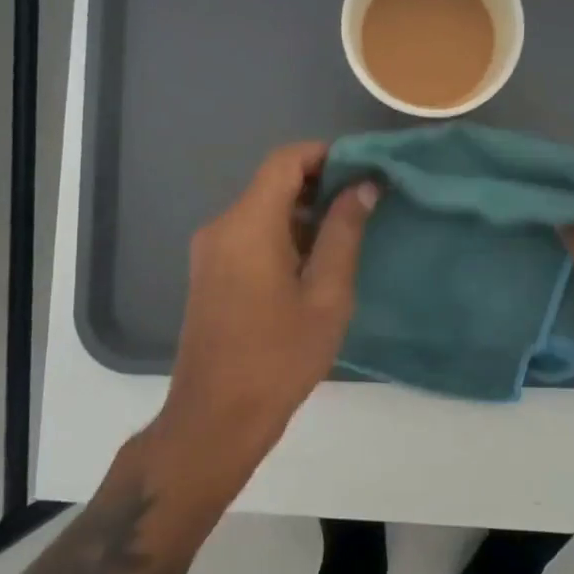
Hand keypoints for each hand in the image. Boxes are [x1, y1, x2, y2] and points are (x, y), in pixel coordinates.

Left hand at [156, 142, 376, 497]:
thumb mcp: (326, 295)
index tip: (362, 169)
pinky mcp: (209, 273)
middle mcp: (221, 226)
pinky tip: (313, 263)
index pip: (285, 161)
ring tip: (346, 234)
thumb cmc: (279, 357)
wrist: (216, 418)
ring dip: (302, 212)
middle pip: (272, 182)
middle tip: (364, 204)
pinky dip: (282, 234)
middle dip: (319, 184)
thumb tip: (362, 186)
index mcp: (248, 224)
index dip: (325, 155)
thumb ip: (344, 233)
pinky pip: (249, 234)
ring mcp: (210, 251)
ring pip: (261, 210)